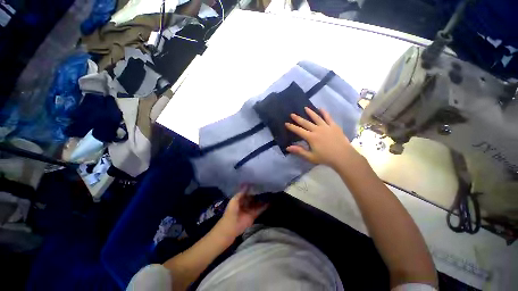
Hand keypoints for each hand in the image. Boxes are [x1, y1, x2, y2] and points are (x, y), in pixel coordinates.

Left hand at [215, 186, 267, 239]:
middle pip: (253, 197)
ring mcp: (250, 209)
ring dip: (262, 199)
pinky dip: (265, 206)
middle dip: (257, 193)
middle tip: (265, 187)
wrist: (231, 227)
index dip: (251, 189)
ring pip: (257, 203)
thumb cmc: (231, 212)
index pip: (246, 193)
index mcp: (239, 200)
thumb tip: (247, 185)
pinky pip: (260, 210)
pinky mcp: (254, 215)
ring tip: (269, 193)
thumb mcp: (234, 200)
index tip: (257, 183)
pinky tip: (270, 202)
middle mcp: (245, 204)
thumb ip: (241, 193)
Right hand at [285, 107, 357, 169]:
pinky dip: (324, 113)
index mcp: (311, 137)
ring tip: (305, 108)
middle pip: (306, 123)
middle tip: (292, 114)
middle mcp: (317, 130)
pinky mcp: (334, 126)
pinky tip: (321, 108)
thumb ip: (299, 151)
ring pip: (316, 118)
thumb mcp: (310, 157)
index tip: (286, 123)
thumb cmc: (326, 158)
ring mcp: (326, 127)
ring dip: (310, 113)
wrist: (343, 157)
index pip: (298, 131)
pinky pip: (328, 117)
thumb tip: (288, 147)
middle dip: (298, 118)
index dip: (292, 127)